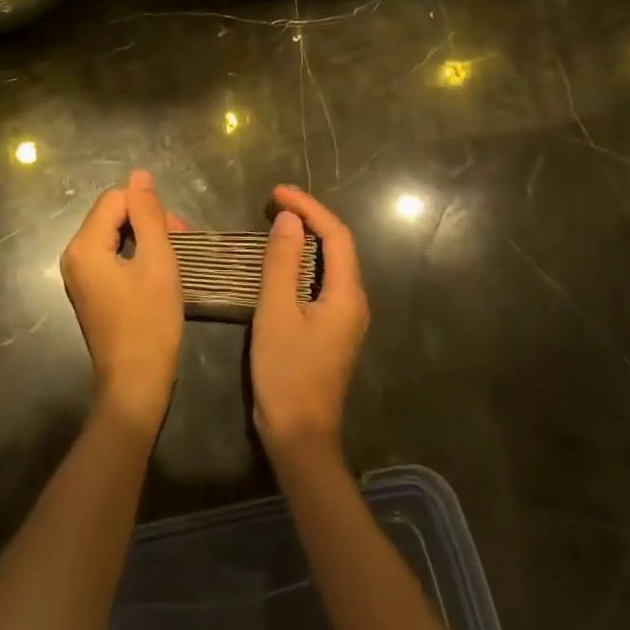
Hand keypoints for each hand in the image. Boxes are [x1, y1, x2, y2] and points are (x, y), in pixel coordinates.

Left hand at [60, 170, 185, 432]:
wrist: (135, 386)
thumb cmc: (150, 323)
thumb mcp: (158, 262)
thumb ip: (149, 214)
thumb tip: (139, 174)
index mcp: (84, 245)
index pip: (117, 199)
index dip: (149, 210)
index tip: (178, 235)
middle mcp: (73, 255)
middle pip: (113, 214)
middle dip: (148, 222)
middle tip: (181, 246)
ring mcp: (79, 275)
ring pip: (115, 234)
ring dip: (145, 239)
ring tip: (174, 260)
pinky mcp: (89, 290)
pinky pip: (111, 256)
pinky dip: (136, 256)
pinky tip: (157, 274)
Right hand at [251, 184, 368, 463]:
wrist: (300, 437)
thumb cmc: (286, 372)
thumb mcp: (276, 312)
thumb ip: (282, 262)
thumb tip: (288, 219)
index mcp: (348, 295)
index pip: (336, 235)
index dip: (309, 207)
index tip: (277, 192)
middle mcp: (355, 302)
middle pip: (339, 246)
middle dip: (309, 217)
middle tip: (274, 202)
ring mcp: (346, 318)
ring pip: (331, 264)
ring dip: (307, 238)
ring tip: (276, 221)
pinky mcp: (332, 330)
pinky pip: (323, 281)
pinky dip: (304, 261)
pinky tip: (282, 261)